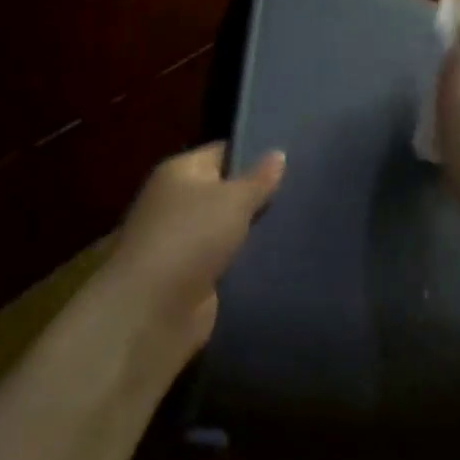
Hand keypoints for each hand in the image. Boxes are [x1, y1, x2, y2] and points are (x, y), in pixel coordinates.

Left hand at [105, 142, 285, 357]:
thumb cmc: (192, 236)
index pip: (222, 152)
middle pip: (226, 192)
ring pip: (229, 228)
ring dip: (255, 231)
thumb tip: (278, 153)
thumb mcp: (234, 199)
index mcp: (179, 172)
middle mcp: (177, 202)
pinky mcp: (192, 275)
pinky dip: (247, 260)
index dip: (255, 154)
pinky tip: (281, 257)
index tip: (295, 159)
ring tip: (301, 224)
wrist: (156, 307)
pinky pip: (227, 259)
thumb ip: (259, 179)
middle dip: (259, 195)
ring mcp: (183, 241)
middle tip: (304, 193)